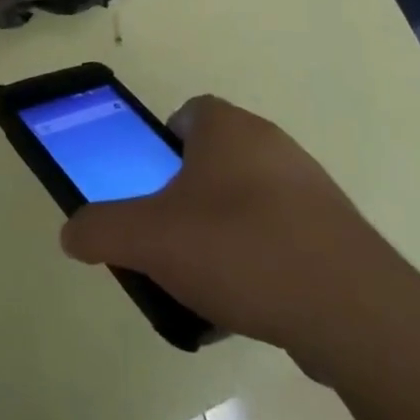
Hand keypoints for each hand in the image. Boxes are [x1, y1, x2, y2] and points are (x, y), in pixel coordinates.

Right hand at [59, 97, 382, 368]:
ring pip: (252, 196)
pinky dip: (265, 257)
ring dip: (228, 226)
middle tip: (171, 234)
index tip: (152, 183)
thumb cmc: (239, 248)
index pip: (189, 112)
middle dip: (191, 191)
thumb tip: (70, 232)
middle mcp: (271, 142)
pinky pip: (285, 233)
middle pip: (218, 156)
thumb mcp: (150, 239)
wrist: (349, 307)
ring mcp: (309, 185)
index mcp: (227, 127)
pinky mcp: (336, 230)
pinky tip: (253, 300)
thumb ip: (102, 230)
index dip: (164, 143)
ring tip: (209, 277)